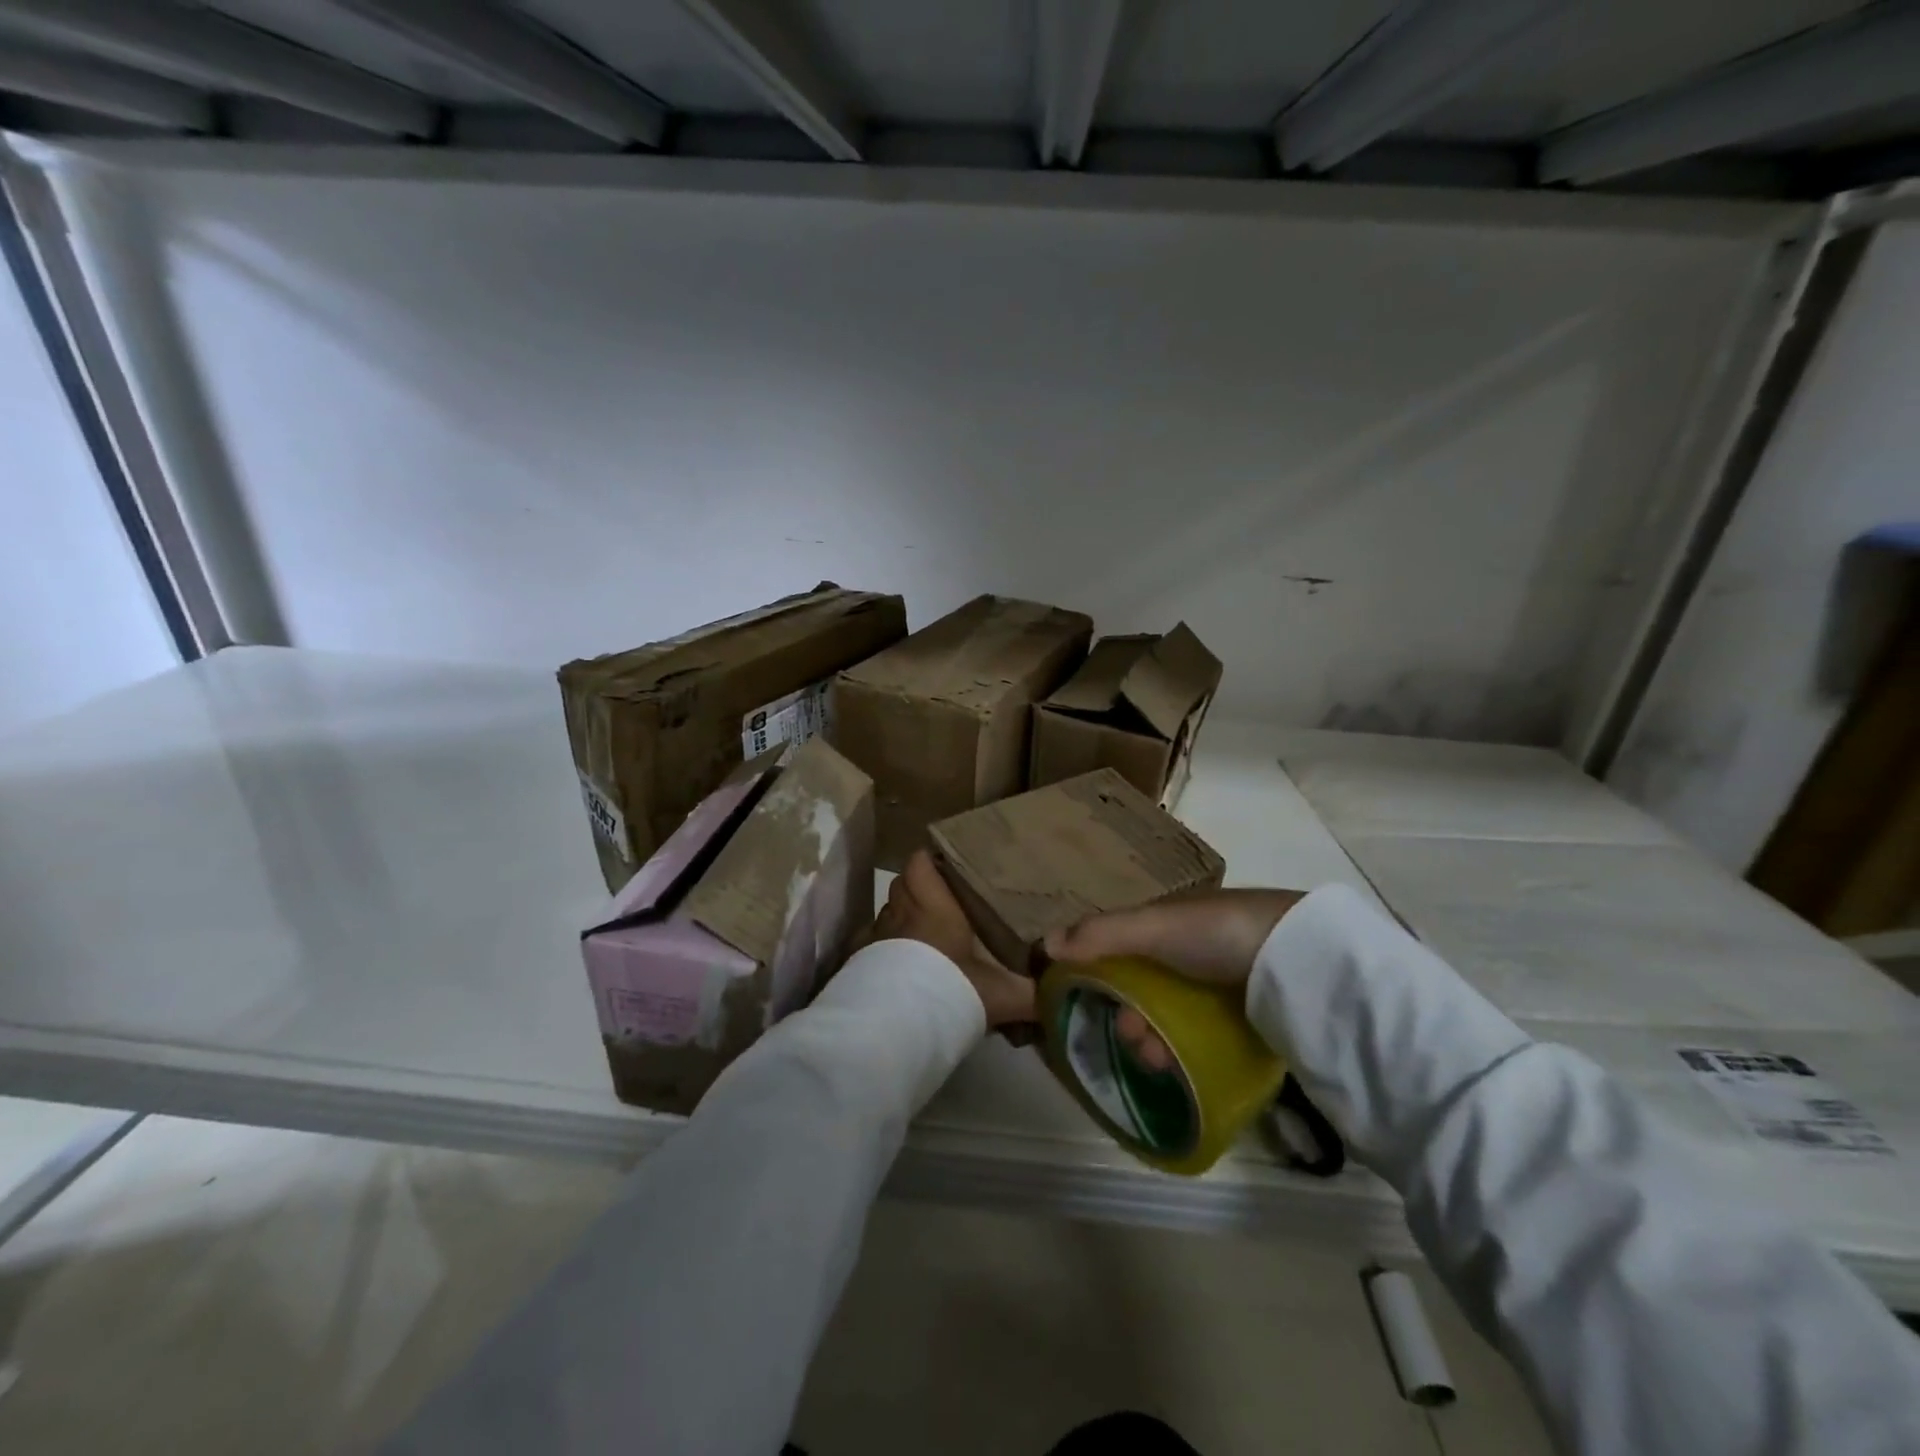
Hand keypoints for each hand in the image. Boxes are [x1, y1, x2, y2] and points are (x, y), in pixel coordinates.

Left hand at [872, 851, 1036, 1029]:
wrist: (898, 1026)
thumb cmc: (951, 992)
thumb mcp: (1003, 994)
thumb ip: (1035, 991)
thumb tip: (1066, 992)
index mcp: (933, 907)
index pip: (920, 863)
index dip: (930, 862)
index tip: (948, 869)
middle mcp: (901, 913)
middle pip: (902, 885)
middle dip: (918, 889)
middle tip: (942, 904)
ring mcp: (876, 937)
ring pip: (887, 913)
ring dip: (901, 919)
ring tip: (922, 937)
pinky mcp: (859, 962)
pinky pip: (871, 943)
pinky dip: (882, 948)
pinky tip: (897, 965)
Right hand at [1043, 888, 1304, 1070]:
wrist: (1299, 959)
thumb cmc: (1217, 933)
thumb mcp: (1154, 927)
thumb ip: (1100, 935)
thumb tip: (1042, 946)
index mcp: (1166, 923)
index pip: (1117, 946)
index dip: (1094, 972)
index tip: (1078, 1001)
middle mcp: (1187, 949)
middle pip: (1140, 986)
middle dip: (1125, 1014)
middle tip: (1128, 1039)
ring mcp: (1217, 983)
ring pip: (1166, 1014)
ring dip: (1150, 1037)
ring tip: (1154, 1061)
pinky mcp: (1242, 1014)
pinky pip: (1196, 1033)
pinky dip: (1180, 1050)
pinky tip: (1178, 1067)